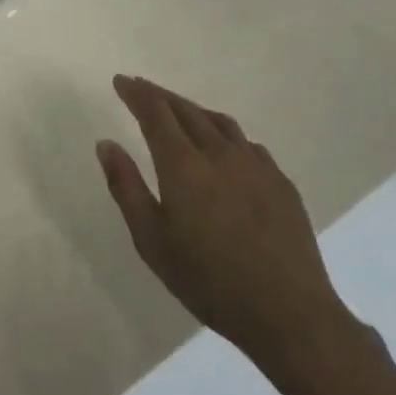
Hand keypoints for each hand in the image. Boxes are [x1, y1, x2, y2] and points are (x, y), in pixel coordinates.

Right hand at [97, 74, 359, 385]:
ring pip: (219, 122)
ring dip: (193, 110)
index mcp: (183, 164)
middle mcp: (219, 152)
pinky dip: (224, 133)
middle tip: (142, 89)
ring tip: (179, 111)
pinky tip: (224, 148)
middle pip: (186, 110)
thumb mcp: (151, 240)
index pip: (155, 113)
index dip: (136, 93)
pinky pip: (246, 143)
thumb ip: (125, 187)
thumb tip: (106, 144)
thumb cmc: (208, 280)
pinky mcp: (281, 182)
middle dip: (160, 96)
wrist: (289, 313)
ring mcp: (256, 165)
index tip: (121, 81)